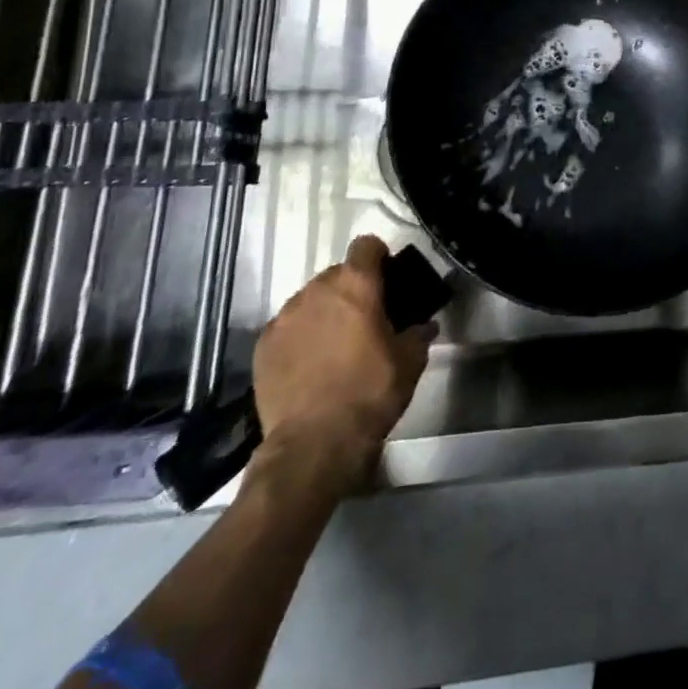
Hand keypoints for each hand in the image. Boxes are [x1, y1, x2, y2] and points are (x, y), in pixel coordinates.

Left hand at [250, 236, 434, 495]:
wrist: (313, 443)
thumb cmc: (369, 392)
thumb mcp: (410, 362)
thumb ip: (418, 334)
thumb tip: (425, 325)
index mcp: (356, 285)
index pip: (366, 245)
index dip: (378, 257)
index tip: (386, 279)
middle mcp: (316, 290)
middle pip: (336, 273)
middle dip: (350, 290)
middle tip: (364, 319)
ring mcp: (285, 317)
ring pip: (309, 300)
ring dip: (323, 312)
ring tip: (333, 344)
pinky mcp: (262, 345)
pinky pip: (287, 327)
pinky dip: (299, 337)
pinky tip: (308, 365)